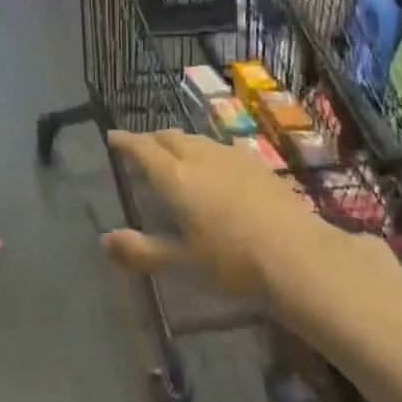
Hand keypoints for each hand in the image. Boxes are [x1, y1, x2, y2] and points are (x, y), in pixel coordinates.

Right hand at [100, 129, 321, 296]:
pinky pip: (220, 147)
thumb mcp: (182, 264)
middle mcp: (199, 156)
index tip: (112, 137)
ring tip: (175, 154)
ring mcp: (230, 156)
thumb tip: (104, 241)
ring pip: (196, 139)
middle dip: (151, 139)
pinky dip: (206, 151)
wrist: (297, 255)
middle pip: (169, 137)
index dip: (125, 141)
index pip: (142, 149)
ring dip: (179, 142)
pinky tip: (216, 165)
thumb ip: (141, 251)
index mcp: (174, 177)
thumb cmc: (232, 263)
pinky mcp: (256, 164)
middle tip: (141, 148)